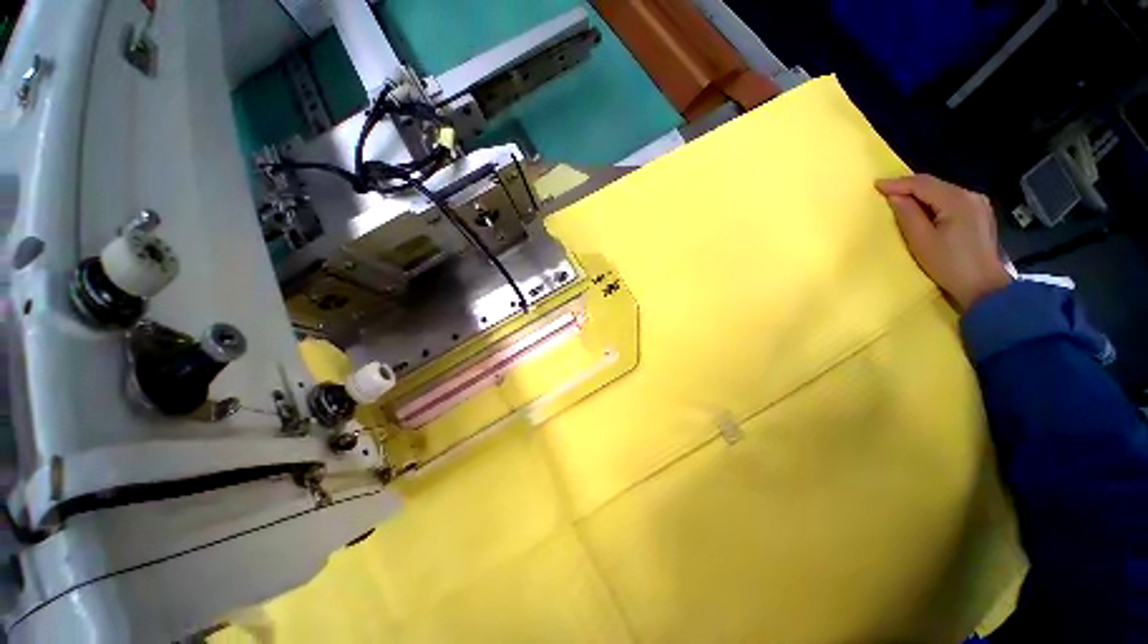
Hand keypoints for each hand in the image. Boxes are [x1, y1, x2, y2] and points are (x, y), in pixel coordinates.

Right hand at [876, 174, 1011, 310]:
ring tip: (900, 199)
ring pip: (943, 191)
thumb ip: (908, 215)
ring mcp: (978, 204)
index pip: (923, 184)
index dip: (898, 183)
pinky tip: (923, 208)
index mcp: (957, 201)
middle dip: (909, 186)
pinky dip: (934, 201)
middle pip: (935, 185)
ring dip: (921, 194)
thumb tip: (895, 197)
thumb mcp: (922, 241)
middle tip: (885, 190)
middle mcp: (970, 195)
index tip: (876, 185)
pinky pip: (951, 200)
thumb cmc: (949, 264)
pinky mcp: (979, 214)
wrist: (983, 286)